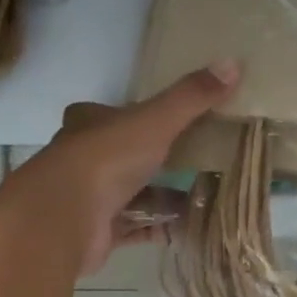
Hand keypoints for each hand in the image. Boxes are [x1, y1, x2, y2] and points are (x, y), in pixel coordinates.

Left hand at [22, 61, 239, 277]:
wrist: (64, 218)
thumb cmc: (106, 157)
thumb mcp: (156, 120)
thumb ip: (191, 97)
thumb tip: (233, 63)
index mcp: (90, 124)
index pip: (113, 114)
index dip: (139, 116)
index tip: (173, 122)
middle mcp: (85, 158)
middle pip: (127, 155)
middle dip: (160, 160)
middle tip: (201, 160)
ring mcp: (90, 198)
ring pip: (134, 194)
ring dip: (166, 196)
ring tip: (208, 195)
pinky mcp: (99, 233)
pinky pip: (138, 227)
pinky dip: (162, 227)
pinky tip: (192, 227)